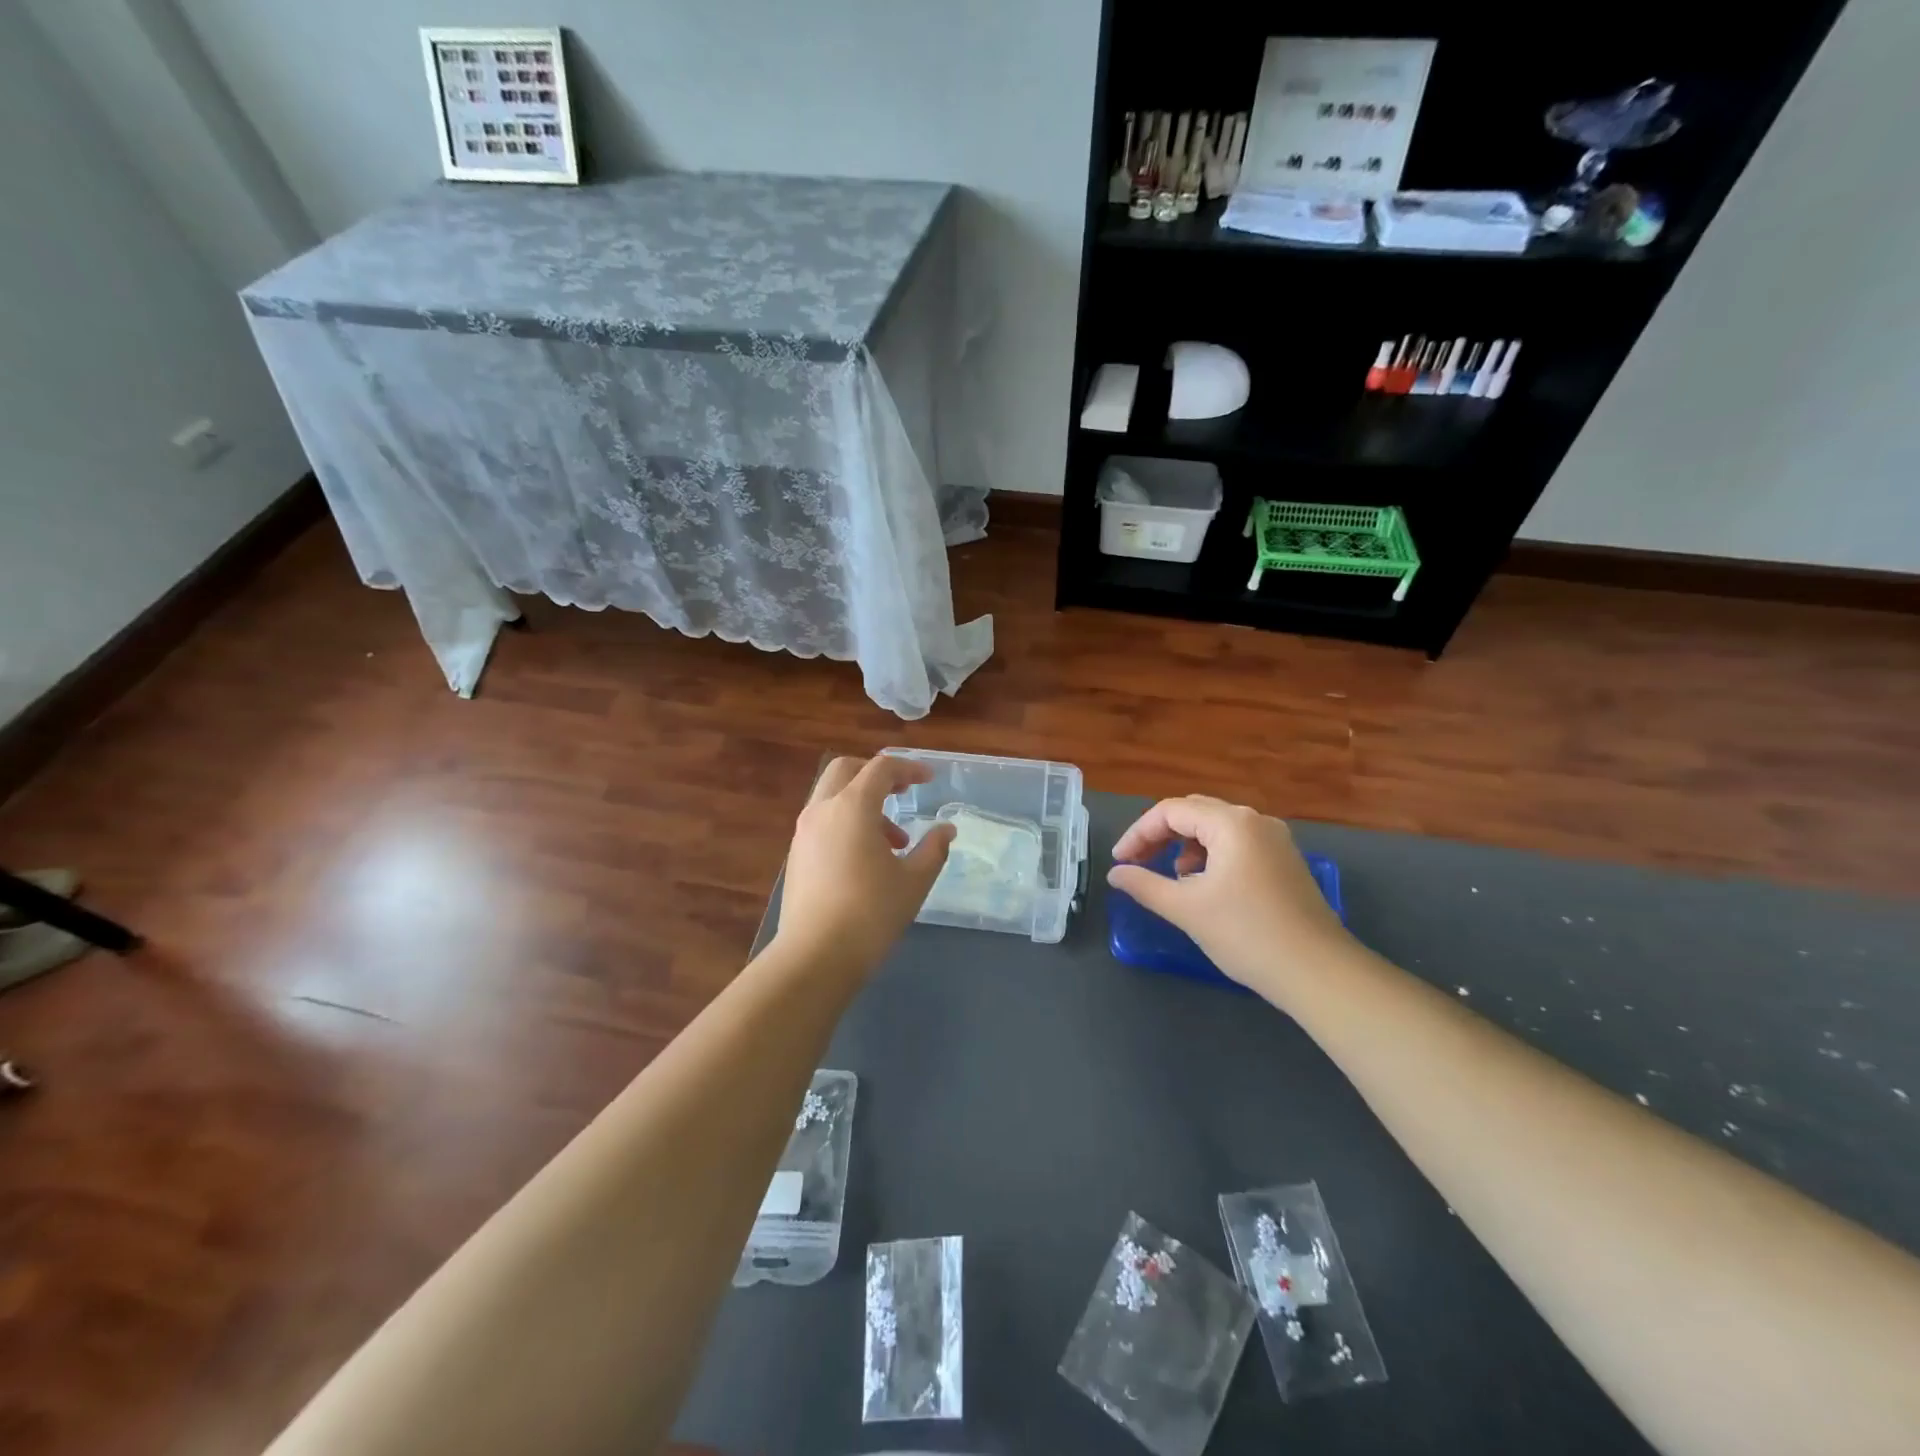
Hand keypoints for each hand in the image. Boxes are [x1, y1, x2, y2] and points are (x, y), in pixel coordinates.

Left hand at [773, 754, 954, 975]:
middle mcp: (822, 810)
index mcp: (852, 807)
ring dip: (864, 805)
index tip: (928, 780)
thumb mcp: (914, 881)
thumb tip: (946, 830)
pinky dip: (847, 824)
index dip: (908, 768)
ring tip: (895, 842)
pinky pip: (824, 822)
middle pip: (846, 770)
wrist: (815, 957)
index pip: (881, 768)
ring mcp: (803, 833)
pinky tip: (867, 860)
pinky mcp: (796, 856)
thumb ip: (933, 849)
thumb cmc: (871, 913)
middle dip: (876, 775)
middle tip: (903, 793)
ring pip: (833, 798)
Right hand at [1107, 796, 1352, 995]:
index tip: (1120, 862)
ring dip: (1186, 845)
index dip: (1138, 833)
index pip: (1170, 811)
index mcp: (1231, 823)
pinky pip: (1237, 844)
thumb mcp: (1187, 909)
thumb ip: (1145, 885)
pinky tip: (1205, 886)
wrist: (1318, 972)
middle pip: (1194, 812)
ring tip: (1173, 877)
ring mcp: (1275, 840)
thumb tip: (1116, 874)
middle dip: (1160, 835)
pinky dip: (1211, 856)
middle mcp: (1255, 821)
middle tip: (1137, 863)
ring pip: (1216, 828)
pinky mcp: (1285, 861)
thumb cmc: (1246, 934)